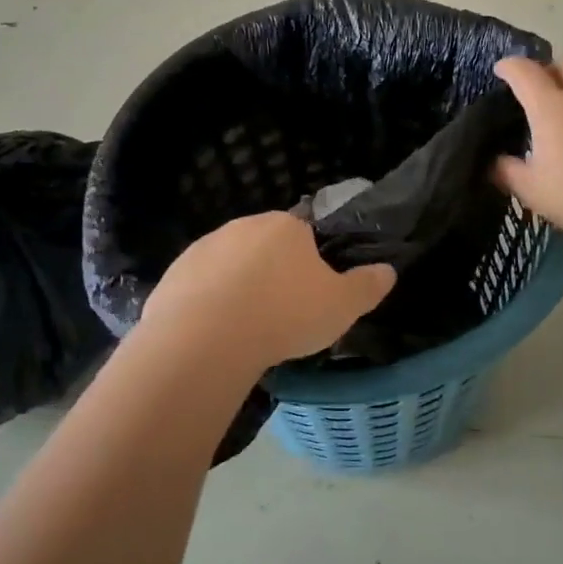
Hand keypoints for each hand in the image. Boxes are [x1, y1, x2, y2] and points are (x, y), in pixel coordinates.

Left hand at [139, 212, 395, 373]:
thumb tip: (388, 270)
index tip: (309, 294)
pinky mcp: (175, 273)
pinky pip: (199, 287)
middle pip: (264, 247)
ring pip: (230, 266)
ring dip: (238, 287)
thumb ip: (368, 286)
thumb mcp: (342, 306)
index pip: (304, 233)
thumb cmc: (285, 314)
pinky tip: (215, 334)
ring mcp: (204, 247)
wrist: (207, 337)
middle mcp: (243, 226)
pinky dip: (208, 304)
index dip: (309, 263)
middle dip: (272, 273)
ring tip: (246, 330)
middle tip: (280, 315)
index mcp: (286, 226)